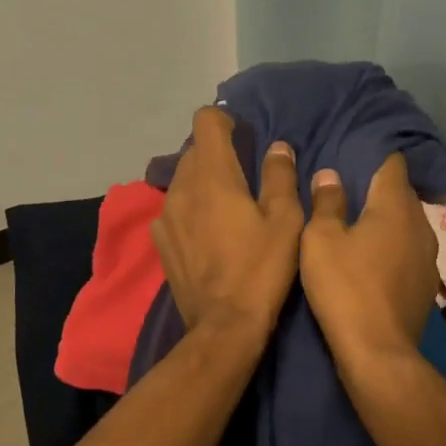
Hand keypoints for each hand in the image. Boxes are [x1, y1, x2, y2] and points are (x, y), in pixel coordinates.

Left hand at [152, 107, 303, 340]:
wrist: (224, 325)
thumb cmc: (262, 269)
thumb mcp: (286, 221)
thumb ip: (279, 176)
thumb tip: (277, 147)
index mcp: (213, 176)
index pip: (205, 121)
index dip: (225, 121)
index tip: (244, 138)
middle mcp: (182, 187)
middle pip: (194, 149)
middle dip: (217, 153)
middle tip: (244, 176)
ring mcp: (165, 215)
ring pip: (182, 178)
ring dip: (202, 181)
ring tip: (226, 206)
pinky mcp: (160, 241)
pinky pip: (174, 208)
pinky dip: (190, 208)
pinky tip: (207, 233)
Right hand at [299, 154, 438, 370]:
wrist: (377, 350)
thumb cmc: (345, 287)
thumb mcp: (321, 239)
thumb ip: (327, 203)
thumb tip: (330, 175)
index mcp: (395, 206)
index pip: (392, 165)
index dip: (374, 156)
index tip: (353, 155)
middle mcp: (420, 223)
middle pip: (401, 194)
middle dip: (378, 188)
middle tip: (349, 189)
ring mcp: (429, 255)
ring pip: (407, 223)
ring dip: (387, 220)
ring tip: (360, 224)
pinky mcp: (426, 282)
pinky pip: (409, 249)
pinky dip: (393, 246)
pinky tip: (374, 258)